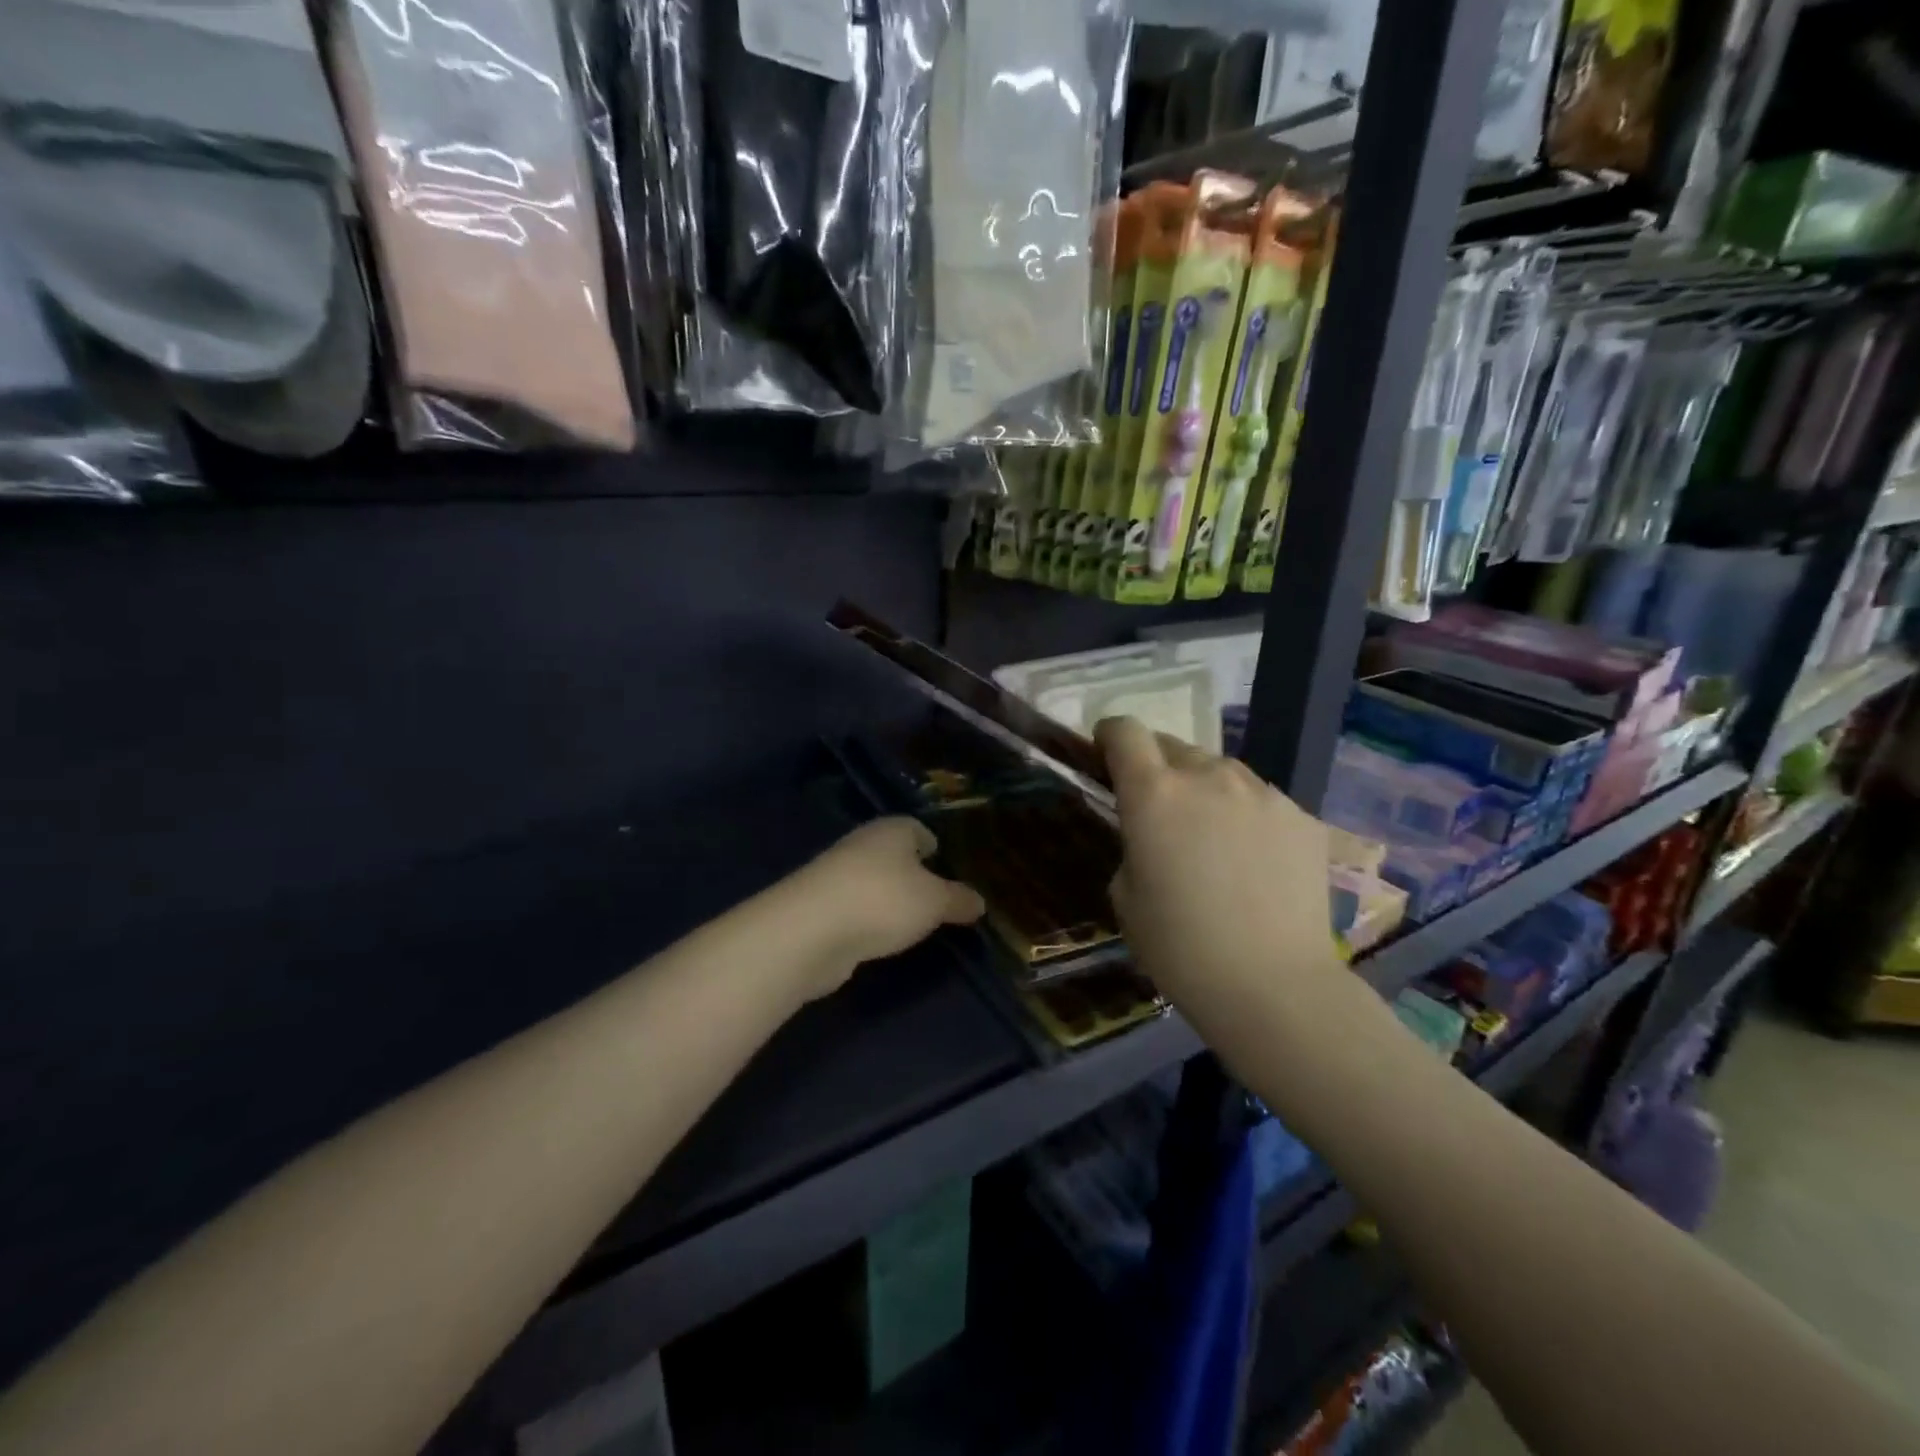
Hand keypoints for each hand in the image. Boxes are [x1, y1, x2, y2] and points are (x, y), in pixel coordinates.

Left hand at [789, 818, 985, 995]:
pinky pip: (855, 909)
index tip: (947, 868)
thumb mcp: (935, 902)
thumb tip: (979, 901)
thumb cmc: (884, 900)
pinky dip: (868, 921)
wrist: (810, 930)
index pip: (918, 830)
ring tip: (912, 925)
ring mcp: (836, 876)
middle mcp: (862, 845)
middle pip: (894, 856)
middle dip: (913, 875)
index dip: (934, 847)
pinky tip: (880, 939)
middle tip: (937, 901)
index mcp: (892, 830)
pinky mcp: (819, 908)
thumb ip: (958, 900)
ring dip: (888, 900)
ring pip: (872, 883)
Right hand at [1094, 717, 1356, 1029]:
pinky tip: (1254, 864)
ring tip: (1212, 840)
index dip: (1111, 735)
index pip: (1125, 731)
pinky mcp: (1302, 817)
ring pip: (1221, 771)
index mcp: (1154, 793)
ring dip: (1205, 790)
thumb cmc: (1180, 947)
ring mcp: (1263, 793)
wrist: (1272, 986)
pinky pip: (1261, 801)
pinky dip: (1247, 817)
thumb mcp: (1125, 894)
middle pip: (1173, 745)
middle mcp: (1209, 776)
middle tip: (1161, 811)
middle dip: (1158, 767)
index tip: (1106, 754)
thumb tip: (1155, 832)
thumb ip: (1134, 842)